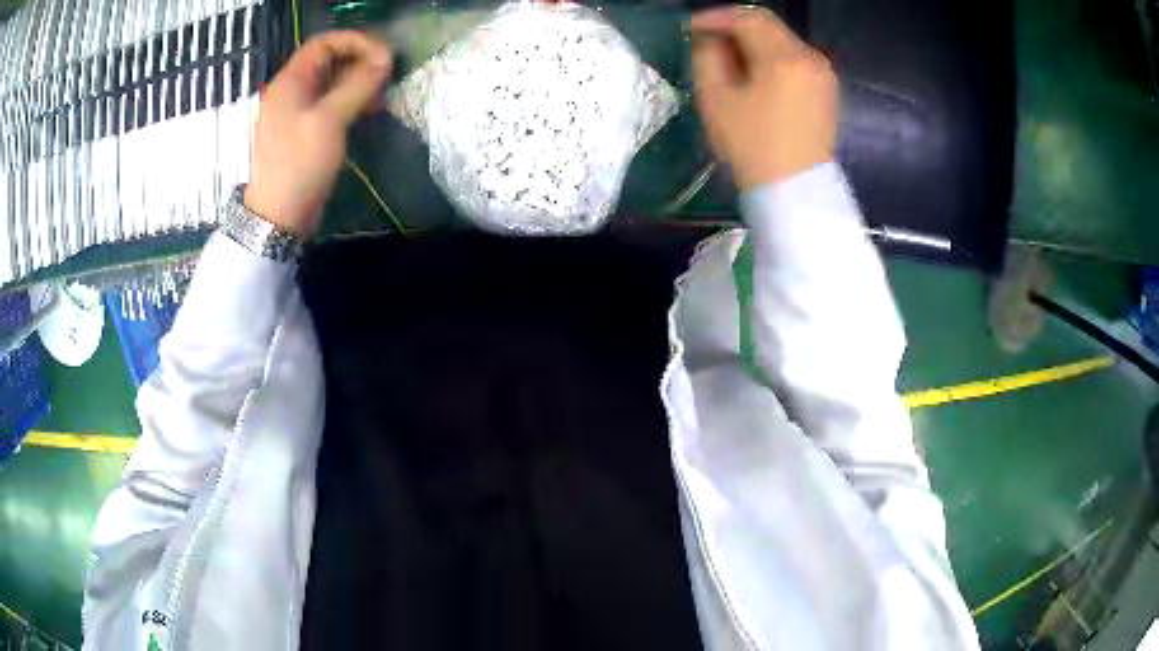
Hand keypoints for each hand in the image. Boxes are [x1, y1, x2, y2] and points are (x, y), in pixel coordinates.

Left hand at [245, 31, 392, 235]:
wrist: (277, 215)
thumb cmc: (299, 164)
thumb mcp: (329, 120)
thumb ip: (357, 85)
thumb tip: (384, 60)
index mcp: (290, 81)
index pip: (324, 43)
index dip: (355, 41)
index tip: (384, 54)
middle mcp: (292, 90)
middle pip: (329, 60)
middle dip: (360, 60)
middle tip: (387, 72)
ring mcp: (298, 111)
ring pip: (332, 82)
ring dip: (359, 81)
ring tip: (383, 92)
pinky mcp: (305, 130)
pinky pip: (331, 103)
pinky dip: (351, 100)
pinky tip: (370, 109)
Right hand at [690, 7, 836, 189]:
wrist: (796, 192)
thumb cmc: (753, 146)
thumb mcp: (717, 99)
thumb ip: (707, 56)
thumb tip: (709, 39)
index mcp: (785, 57)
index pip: (747, 17)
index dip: (716, 17)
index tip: (691, 28)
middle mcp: (810, 57)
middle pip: (768, 26)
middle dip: (734, 28)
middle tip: (707, 42)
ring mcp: (823, 74)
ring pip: (782, 42)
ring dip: (753, 43)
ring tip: (728, 59)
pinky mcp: (827, 90)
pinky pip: (795, 60)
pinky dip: (772, 58)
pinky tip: (754, 74)